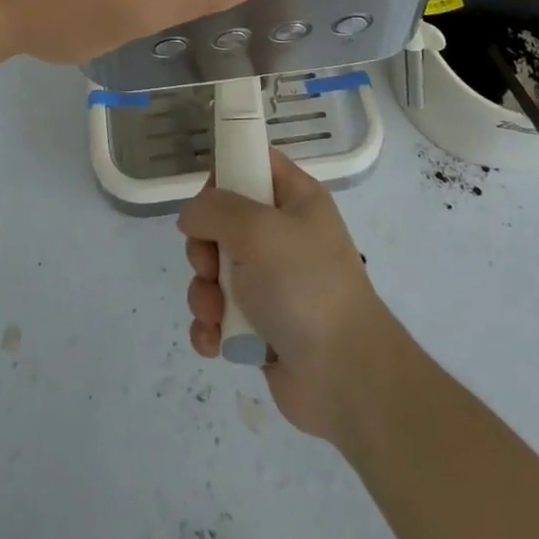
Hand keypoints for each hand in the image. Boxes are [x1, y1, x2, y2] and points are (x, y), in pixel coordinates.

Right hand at [179, 147, 395, 441]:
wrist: (346, 377)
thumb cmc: (304, 286)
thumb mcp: (257, 230)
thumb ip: (215, 209)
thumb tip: (192, 216)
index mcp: (296, 199)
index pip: (254, 162)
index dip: (226, 172)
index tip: (207, 198)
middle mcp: (283, 235)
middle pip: (223, 220)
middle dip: (204, 247)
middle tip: (211, 266)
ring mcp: (271, 282)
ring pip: (215, 270)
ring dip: (204, 293)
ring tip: (215, 315)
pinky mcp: (260, 325)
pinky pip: (219, 314)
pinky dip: (211, 327)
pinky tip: (214, 342)